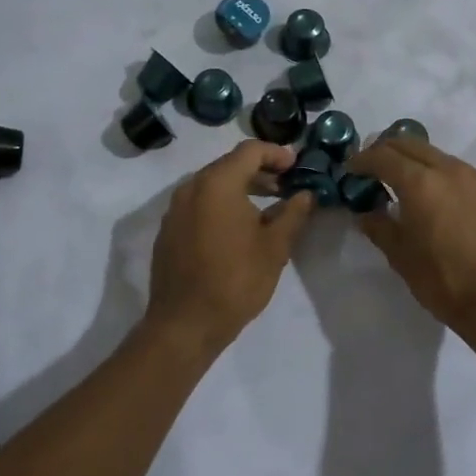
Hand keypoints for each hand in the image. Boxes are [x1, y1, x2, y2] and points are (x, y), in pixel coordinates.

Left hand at [145, 141, 313, 354]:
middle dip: (260, 171)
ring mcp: (175, 209)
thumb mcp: (274, 247)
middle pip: (229, 165)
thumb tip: (306, 194)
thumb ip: (293, 214)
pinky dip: (222, 205)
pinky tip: (239, 229)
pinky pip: (199, 204)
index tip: (297, 166)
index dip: (277, 154)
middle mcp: (191, 187)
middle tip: (287, 186)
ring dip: (241, 189)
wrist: (184, 325)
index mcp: (217, 183)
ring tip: (267, 209)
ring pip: (213, 185)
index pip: (250, 151)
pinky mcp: (169, 230)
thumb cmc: (235, 281)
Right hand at [344, 139, 475, 335]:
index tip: (351, 169)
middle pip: (412, 144)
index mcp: (420, 183)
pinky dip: (445, 179)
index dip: (362, 160)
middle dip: (388, 151)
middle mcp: (450, 170)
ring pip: (440, 157)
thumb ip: (378, 226)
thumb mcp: (400, 256)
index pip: (383, 156)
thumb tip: (365, 213)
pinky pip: (464, 175)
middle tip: (374, 169)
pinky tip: (443, 204)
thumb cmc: (443, 280)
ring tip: (408, 185)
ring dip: (418, 163)